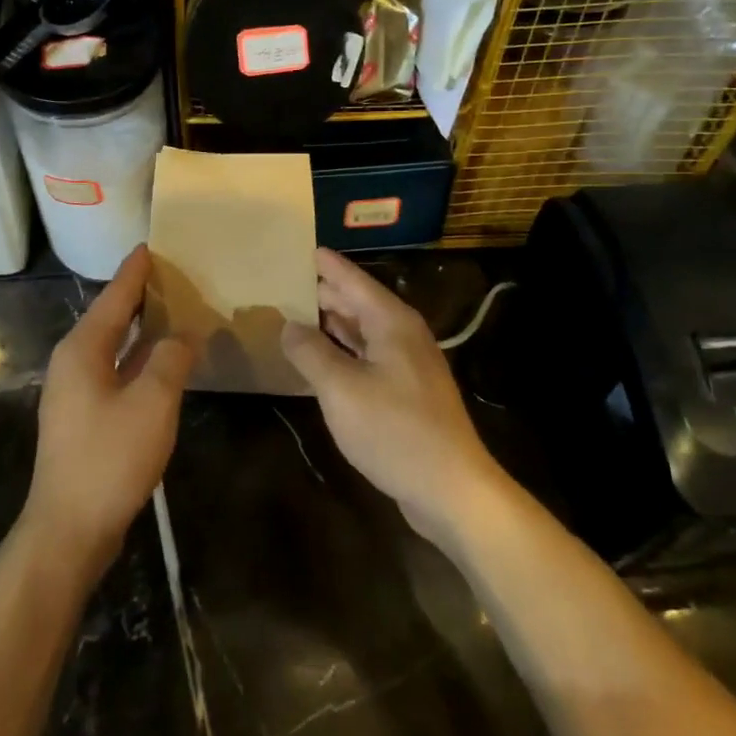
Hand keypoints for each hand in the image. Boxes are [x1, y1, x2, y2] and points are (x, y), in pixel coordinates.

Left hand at [22, 245, 194, 574]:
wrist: (69, 528)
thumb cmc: (109, 458)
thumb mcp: (152, 402)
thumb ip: (170, 359)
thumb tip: (183, 334)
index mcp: (82, 349)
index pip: (114, 296)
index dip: (135, 271)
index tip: (152, 245)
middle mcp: (73, 362)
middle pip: (110, 317)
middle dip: (139, 296)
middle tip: (173, 274)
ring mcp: (76, 392)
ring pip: (113, 346)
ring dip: (141, 329)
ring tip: (173, 310)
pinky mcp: (84, 418)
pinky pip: (116, 371)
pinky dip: (139, 358)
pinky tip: (162, 362)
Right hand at [280, 249, 503, 537]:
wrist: (451, 488)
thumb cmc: (394, 430)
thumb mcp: (341, 389)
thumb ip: (310, 352)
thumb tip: (289, 325)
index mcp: (391, 322)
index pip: (352, 279)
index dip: (325, 264)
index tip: (299, 248)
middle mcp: (402, 334)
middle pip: (358, 302)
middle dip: (323, 291)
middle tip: (284, 281)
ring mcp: (407, 364)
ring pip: (362, 330)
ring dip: (331, 322)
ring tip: (294, 312)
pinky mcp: (406, 392)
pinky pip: (367, 356)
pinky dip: (342, 350)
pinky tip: (320, 357)